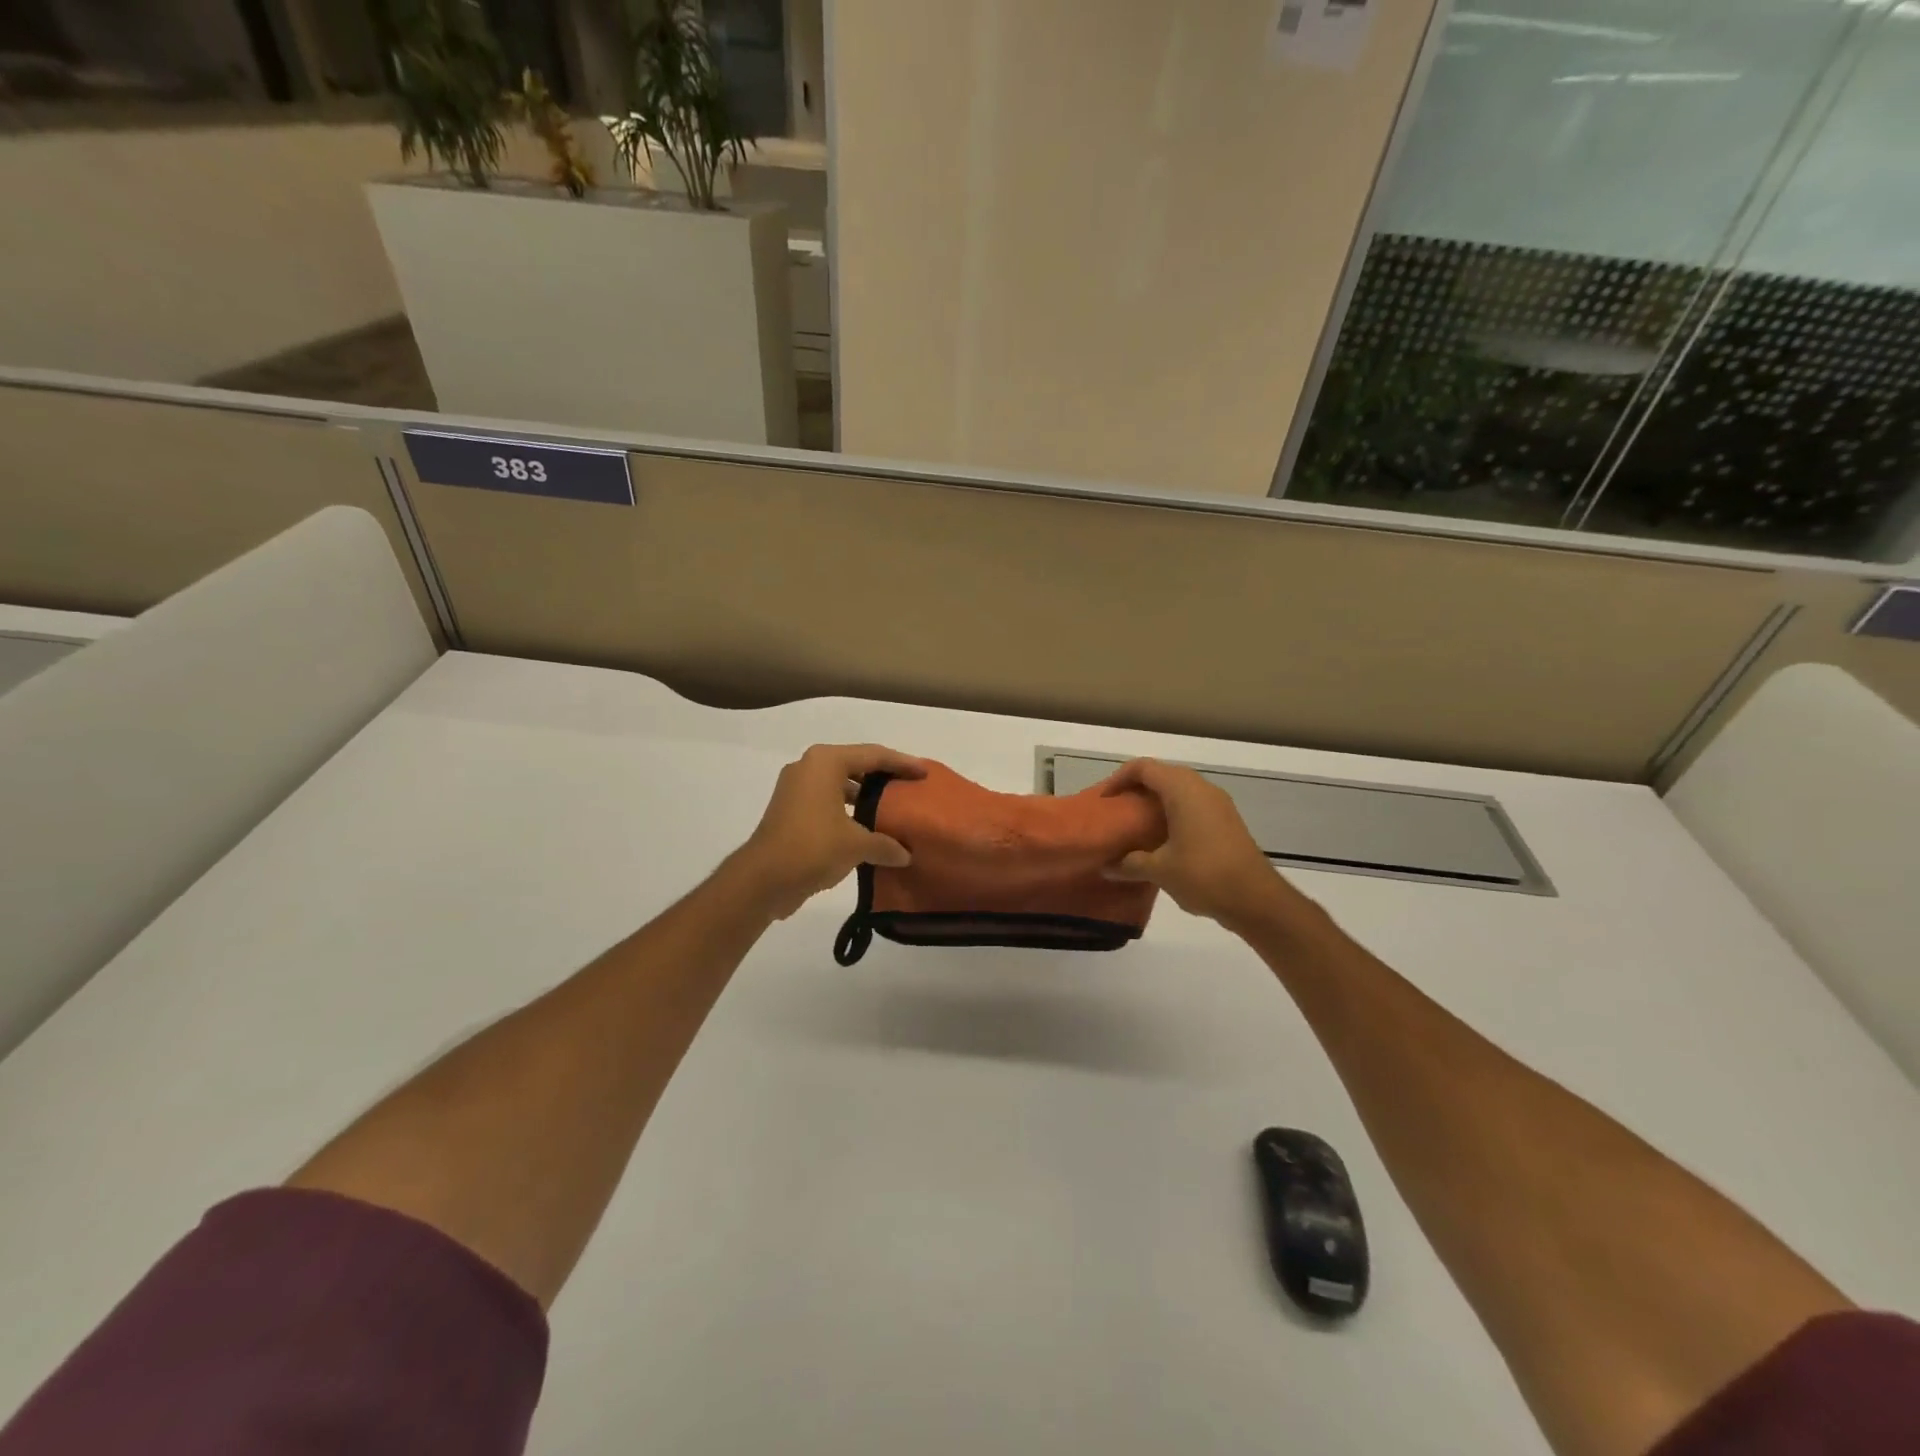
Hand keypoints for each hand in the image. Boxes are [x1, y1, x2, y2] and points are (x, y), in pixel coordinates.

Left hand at [730, 744, 927, 919]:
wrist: (762, 879)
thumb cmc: (812, 847)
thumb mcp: (857, 845)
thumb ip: (886, 844)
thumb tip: (906, 855)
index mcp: (825, 762)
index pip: (874, 755)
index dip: (902, 763)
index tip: (925, 773)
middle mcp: (809, 767)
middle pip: (856, 764)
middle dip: (884, 776)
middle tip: (910, 787)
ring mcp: (795, 788)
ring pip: (840, 782)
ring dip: (865, 794)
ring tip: (893, 807)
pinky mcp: (790, 809)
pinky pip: (828, 800)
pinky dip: (848, 808)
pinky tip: (867, 827)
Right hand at [1101, 759, 1314, 931]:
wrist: (1257, 900)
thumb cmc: (1204, 875)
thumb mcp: (1160, 870)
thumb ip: (1130, 864)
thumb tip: (1106, 867)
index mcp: (1182, 790)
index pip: (1143, 768)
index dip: (1118, 779)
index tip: (1104, 801)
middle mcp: (1201, 788)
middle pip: (1161, 775)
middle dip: (1136, 790)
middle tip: (1116, 812)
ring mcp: (1218, 804)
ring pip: (1179, 790)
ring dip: (1155, 803)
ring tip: (1135, 827)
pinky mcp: (1227, 821)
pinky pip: (1193, 805)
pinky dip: (1173, 814)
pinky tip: (1162, 841)